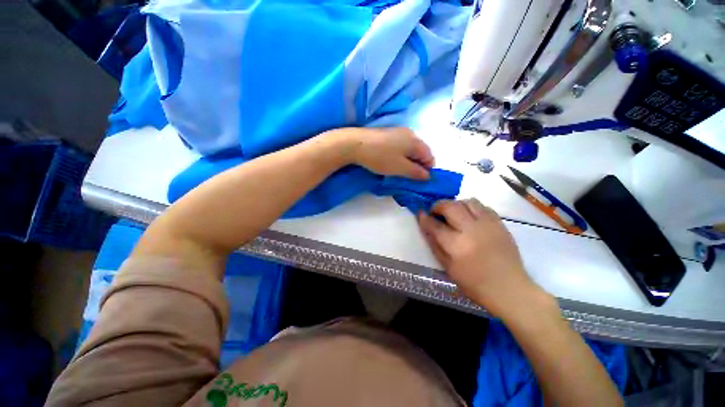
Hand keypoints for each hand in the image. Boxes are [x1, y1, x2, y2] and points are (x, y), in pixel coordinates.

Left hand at [346, 127, 433, 179]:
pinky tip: (389, 162)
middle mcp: (410, 134)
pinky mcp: (388, 134)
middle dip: (416, 167)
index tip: (418, 181)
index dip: (427, 171)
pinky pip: (400, 147)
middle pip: (420, 153)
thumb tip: (428, 176)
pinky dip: (399, 156)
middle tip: (407, 177)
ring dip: (407, 162)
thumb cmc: (380, 157)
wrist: (356, 144)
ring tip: (397, 171)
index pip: (430, 158)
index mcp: (416, 141)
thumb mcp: (400, 168)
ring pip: (409, 151)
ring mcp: (398, 132)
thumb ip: (416, 173)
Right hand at [418, 199, 545, 318]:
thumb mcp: (448, 268)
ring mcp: (488, 225)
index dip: (425, 218)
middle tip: (435, 211)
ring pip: (467, 201)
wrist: (509, 289)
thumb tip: (425, 227)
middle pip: (451, 206)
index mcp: (457, 246)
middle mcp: (472, 230)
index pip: (435, 225)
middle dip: (438, 205)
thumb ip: (434, 245)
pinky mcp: (500, 224)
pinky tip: (469, 217)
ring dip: (456, 204)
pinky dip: (471, 207)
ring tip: (453, 213)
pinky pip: (483, 206)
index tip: (421, 214)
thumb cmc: (474, 284)